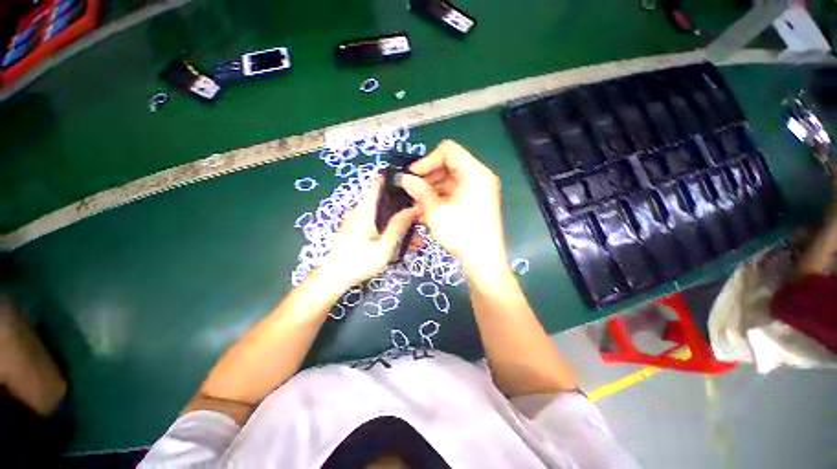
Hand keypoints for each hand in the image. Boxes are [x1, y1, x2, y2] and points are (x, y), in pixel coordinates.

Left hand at [318, 178, 419, 289]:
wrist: (334, 279)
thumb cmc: (358, 263)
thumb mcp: (384, 247)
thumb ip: (398, 227)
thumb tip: (415, 208)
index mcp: (366, 210)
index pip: (380, 183)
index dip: (398, 181)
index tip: (417, 189)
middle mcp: (363, 210)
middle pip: (388, 201)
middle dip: (406, 209)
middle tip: (422, 221)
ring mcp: (362, 220)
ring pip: (387, 215)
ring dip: (402, 224)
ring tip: (417, 241)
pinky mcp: (362, 230)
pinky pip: (381, 225)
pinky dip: (393, 231)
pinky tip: (406, 245)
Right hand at [400, 140, 508, 278]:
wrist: (483, 260)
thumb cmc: (460, 233)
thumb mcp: (435, 211)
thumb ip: (419, 190)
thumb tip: (404, 178)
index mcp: (474, 172)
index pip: (448, 151)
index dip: (427, 160)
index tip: (412, 176)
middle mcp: (479, 177)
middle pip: (449, 165)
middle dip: (428, 177)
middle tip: (412, 192)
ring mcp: (479, 190)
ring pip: (450, 181)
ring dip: (432, 190)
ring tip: (417, 205)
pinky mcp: (476, 202)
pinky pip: (455, 193)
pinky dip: (440, 198)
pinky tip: (427, 211)